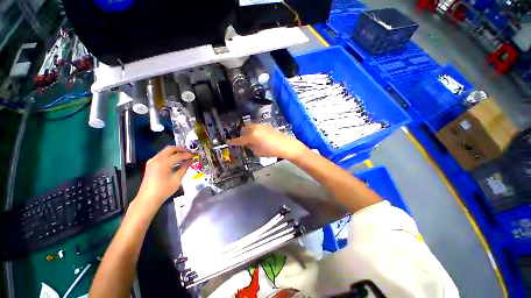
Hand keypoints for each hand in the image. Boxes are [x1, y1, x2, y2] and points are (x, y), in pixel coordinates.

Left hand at [136, 146, 192, 210]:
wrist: (147, 199)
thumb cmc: (164, 190)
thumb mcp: (177, 179)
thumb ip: (184, 168)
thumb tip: (189, 161)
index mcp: (164, 163)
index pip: (179, 155)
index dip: (188, 154)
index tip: (195, 155)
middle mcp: (157, 159)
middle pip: (170, 148)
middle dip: (180, 149)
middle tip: (189, 152)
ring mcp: (152, 161)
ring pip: (165, 151)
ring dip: (175, 151)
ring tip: (184, 155)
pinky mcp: (150, 164)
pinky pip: (161, 155)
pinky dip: (169, 155)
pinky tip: (175, 160)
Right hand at [228, 124, 307, 159]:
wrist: (286, 145)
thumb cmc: (271, 151)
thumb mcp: (258, 151)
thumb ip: (249, 146)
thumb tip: (245, 143)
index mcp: (252, 136)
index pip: (239, 139)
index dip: (233, 142)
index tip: (228, 142)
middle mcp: (254, 128)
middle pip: (243, 130)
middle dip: (242, 136)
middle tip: (244, 143)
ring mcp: (260, 125)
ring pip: (249, 127)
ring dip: (248, 132)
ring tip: (252, 140)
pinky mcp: (265, 125)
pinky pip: (256, 127)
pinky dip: (254, 131)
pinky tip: (259, 137)